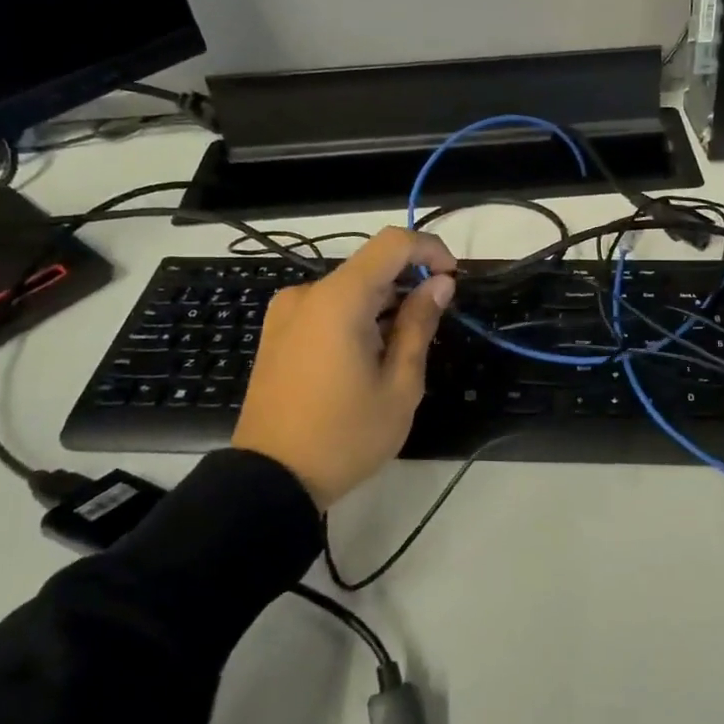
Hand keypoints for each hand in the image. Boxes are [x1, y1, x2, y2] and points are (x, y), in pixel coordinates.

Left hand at [232, 228, 456, 509]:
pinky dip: (357, 317)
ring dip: (384, 304)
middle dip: (409, 284)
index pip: (393, 243)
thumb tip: (440, 284)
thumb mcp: (399, 385)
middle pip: (371, 266)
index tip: (452, 280)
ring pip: (350, 289)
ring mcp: (286, 314)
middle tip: (433, 326)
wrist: (271, 481)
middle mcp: (307, 295)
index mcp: (338, 300)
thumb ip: (420, 325)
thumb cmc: (345, 436)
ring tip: (400, 352)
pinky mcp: (277, 334)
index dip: (430, 250)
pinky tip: (368, 357)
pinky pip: (327, 308)